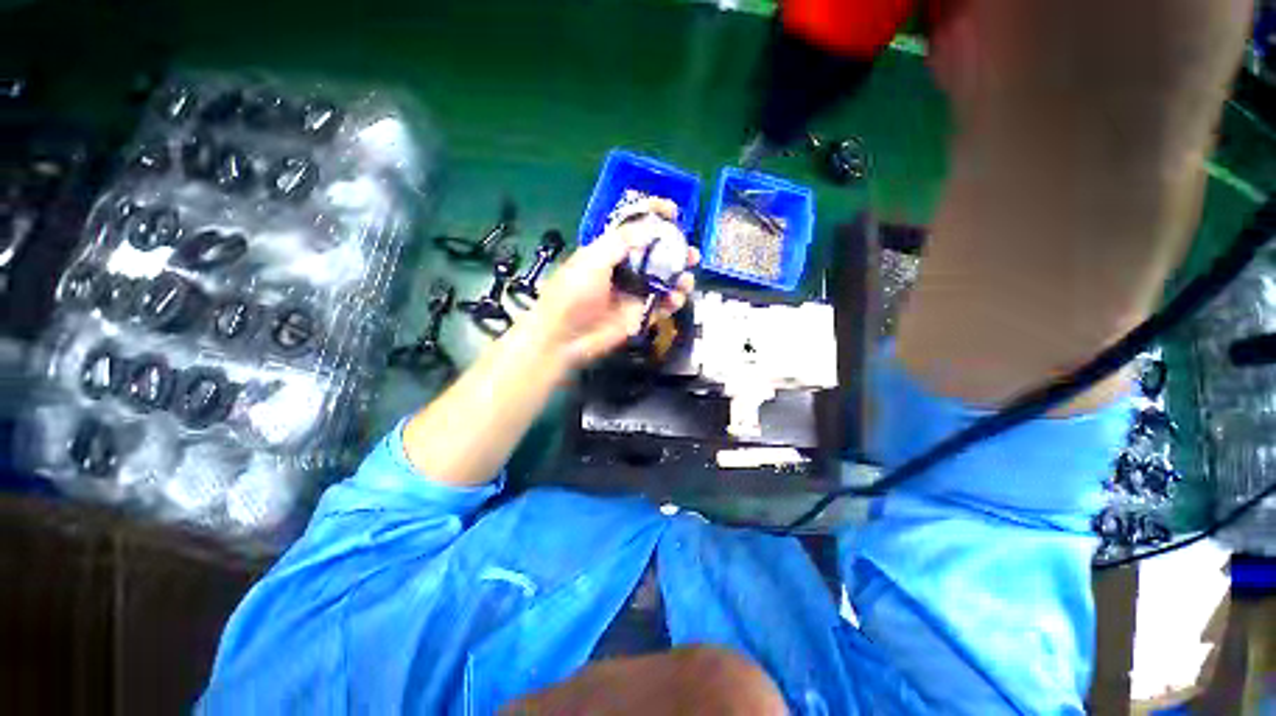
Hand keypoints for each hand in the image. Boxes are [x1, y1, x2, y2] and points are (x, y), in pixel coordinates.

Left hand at [531, 198, 698, 368]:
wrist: (565, 337)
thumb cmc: (573, 294)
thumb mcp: (592, 260)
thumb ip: (621, 242)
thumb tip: (650, 229)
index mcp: (611, 251)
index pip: (636, 228)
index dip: (654, 217)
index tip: (674, 212)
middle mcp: (626, 270)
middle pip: (657, 255)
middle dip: (676, 251)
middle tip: (691, 254)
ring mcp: (635, 293)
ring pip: (665, 281)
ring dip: (680, 278)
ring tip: (686, 280)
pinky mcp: (641, 315)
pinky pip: (664, 305)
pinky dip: (674, 302)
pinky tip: (675, 300)